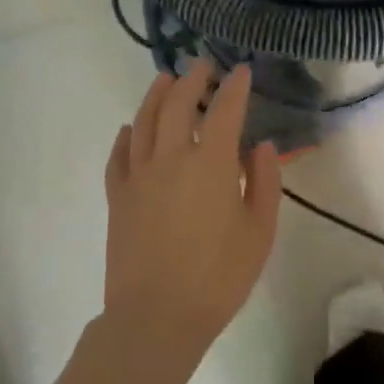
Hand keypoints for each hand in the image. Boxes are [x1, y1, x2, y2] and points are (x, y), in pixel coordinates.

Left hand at [102, 61, 281, 383]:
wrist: (156, 317)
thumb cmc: (219, 277)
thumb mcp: (259, 231)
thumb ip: (265, 182)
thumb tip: (261, 145)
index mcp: (211, 164)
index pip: (225, 110)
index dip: (235, 87)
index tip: (241, 70)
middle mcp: (171, 158)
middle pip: (178, 104)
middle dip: (192, 79)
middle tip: (201, 66)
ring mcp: (139, 176)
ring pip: (145, 121)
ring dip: (156, 95)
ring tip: (165, 80)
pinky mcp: (118, 196)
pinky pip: (119, 156)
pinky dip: (126, 136)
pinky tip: (131, 129)